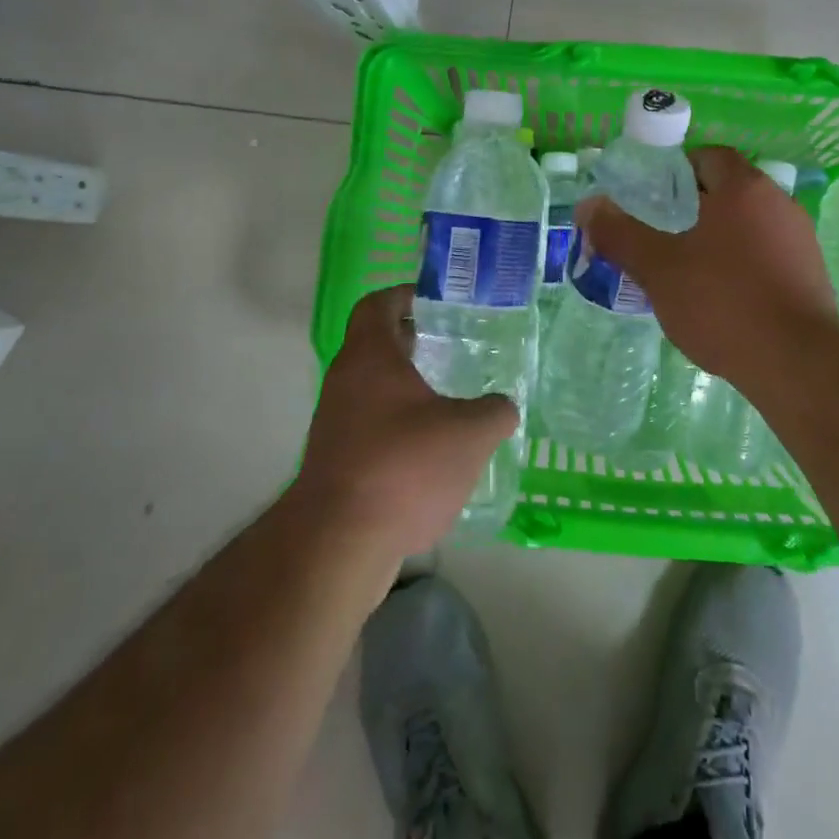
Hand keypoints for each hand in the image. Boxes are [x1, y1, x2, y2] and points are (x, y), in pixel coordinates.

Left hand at [293, 285, 517, 561]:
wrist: (338, 544)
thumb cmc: (404, 466)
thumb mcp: (470, 434)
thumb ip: (495, 412)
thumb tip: (503, 407)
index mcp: (370, 357)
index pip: (377, 304)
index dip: (404, 295)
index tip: (434, 301)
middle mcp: (345, 382)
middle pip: (375, 346)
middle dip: (412, 342)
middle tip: (451, 346)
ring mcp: (335, 425)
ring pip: (372, 389)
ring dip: (406, 388)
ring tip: (449, 400)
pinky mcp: (336, 464)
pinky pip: (370, 428)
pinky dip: (398, 428)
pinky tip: (431, 451)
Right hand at [578, 146, 838, 385]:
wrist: (798, 364)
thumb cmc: (723, 302)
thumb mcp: (658, 268)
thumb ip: (620, 233)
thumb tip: (588, 205)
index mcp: (743, 188)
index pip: (709, 156)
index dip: (677, 171)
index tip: (653, 198)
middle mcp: (778, 203)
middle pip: (729, 190)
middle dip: (694, 207)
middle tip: (661, 235)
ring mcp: (801, 239)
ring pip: (749, 225)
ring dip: (719, 238)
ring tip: (687, 271)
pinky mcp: (812, 275)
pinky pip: (768, 255)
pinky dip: (743, 265)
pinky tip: (723, 300)